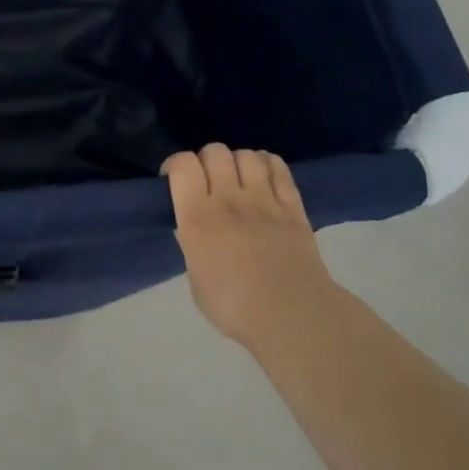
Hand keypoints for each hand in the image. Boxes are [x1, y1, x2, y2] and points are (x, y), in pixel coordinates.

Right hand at [164, 144, 333, 352]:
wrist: (293, 317)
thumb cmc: (234, 307)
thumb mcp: (196, 279)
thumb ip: (192, 246)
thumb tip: (192, 229)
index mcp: (197, 218)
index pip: (183, 164)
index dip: (175, 165)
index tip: (174, 180)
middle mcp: (229, 200)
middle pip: (214, 151)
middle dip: (206, 160)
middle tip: (208, 181)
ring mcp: (264, 200)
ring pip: (247, 155)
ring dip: (237, 161)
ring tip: (238, 179)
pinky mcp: (293, 206)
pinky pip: (279, 168)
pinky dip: (267, 164)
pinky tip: (263, 177)